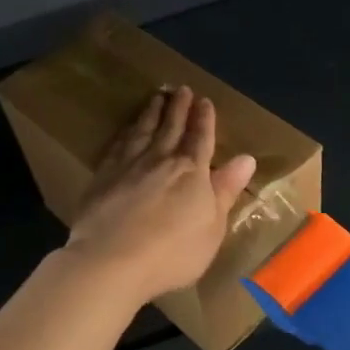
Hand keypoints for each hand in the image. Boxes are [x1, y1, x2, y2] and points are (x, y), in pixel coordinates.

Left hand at [65, 86, 257, 304]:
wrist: (112, 260)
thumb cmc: (172, 252)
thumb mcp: (212, 227)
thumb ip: (225, 191)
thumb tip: (246, 159)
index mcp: (192, 172)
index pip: (201, 139)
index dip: (204, 120)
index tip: (205, 102)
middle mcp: (161, 160)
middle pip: (171, 128)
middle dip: (179, 108)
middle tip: (181, 89)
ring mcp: (128, 165)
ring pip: (143, 131)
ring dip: (151, 113)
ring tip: (156, 98)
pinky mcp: (103, 176)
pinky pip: (118, 145)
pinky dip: (126, 132)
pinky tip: (127, 129)